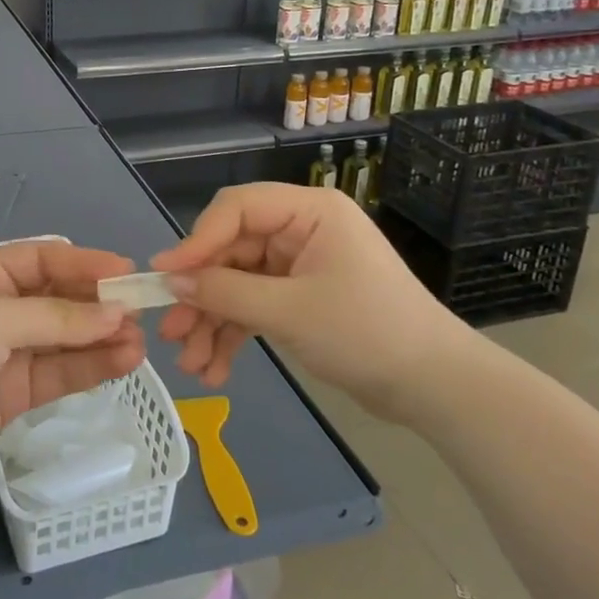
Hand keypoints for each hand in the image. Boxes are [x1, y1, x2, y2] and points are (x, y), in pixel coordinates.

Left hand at [0, 242, 146, 488]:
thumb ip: (56, 318)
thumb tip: (116, 315)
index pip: (43, 259)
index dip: (84, 263)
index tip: (126, 272)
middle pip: (58, 299)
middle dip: (98, 305)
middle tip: (140, 313)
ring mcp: (6, 353)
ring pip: (64, 340)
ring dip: (100, 339)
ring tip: (139, 343)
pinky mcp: (12, 394)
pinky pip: (58, 374)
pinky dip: (89, 369)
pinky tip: (122, 363)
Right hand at [150, 183, 471, 420]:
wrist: (434, 388)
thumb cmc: (367, 333)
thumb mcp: (289, 312)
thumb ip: (225, 293)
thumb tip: (171, 283)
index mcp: (307, 212)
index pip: (236, 210)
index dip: (196, 241)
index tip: (164, 277)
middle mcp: (300, 230)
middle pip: (231, 252)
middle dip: (201, 296)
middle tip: (171, 333)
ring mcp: (299, 266)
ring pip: (237, 284)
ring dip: (212, 323)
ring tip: (192, 365)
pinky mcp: (300, 298)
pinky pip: (254, 306)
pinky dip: (234, 334)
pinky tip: (215, 369)